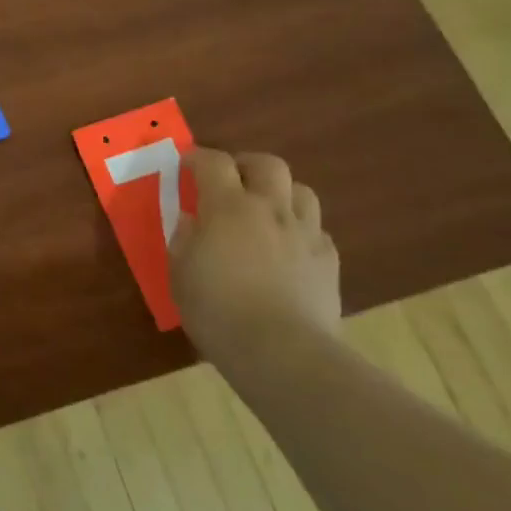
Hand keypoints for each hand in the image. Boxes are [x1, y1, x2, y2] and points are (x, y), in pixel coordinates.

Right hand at [171, 148, 340, 371]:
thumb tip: (193, 221)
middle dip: (247, 165)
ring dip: (281, 193)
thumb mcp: (180, 272)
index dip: (198, 157)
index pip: (213, 162)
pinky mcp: (330, 263)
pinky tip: (289, 249)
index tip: (186, 165)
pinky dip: (301, 230)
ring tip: (265, 210)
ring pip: (302, 192)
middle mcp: (270, 209)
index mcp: (228, 207)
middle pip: (268, 165)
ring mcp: (305, 235)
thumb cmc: (218, 310)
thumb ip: (185, 238)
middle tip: (231, 180)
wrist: (283, 353)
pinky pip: (317, 231)